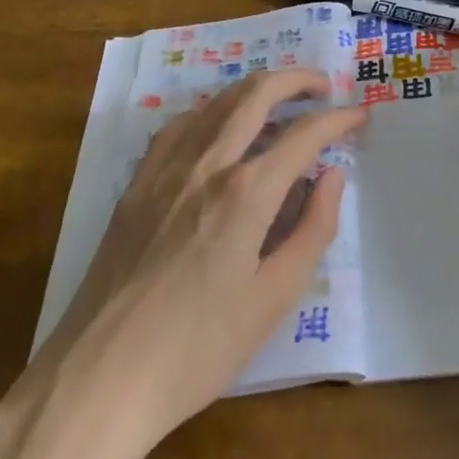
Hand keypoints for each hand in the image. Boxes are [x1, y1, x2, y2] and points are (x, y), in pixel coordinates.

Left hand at [13, 71, 364, 444]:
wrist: (99, 379)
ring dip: (255, 89)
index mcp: (247, 193)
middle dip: (297, 80)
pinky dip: (209, 113)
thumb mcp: (273, 300)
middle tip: (323, 85)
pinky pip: (178, 126)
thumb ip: (312, 230)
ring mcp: (165, 169)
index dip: (338, 118)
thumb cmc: (197, 349)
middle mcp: (207, 164)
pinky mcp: (136, 184)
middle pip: (257, 94)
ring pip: (216, 102)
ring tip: (279, 99)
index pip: (305, 134)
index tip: (360, 115)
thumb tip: (333, 176)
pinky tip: (217, 128)